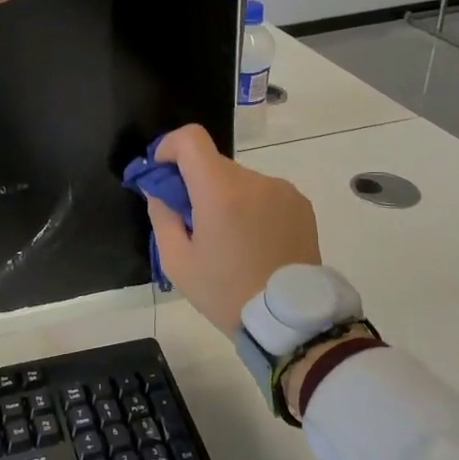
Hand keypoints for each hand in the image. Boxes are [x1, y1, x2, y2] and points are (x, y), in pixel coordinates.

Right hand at [144, 124, 320, 334]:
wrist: (291, 321)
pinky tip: (254, 241)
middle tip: (192, 221)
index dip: (169, 147)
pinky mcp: (300, 203)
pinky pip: (263, 192)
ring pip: (238, 179)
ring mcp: (281, 189)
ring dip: (225, 196)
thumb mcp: (177, 261)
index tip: (162, 173)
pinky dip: (250, 206)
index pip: (191, 139)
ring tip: (228, 239)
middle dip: (195, 183)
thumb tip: (158, 188)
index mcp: (220, 191)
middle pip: (212, 163)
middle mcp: (254, 180)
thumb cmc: (226, 293)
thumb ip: (161, 214)